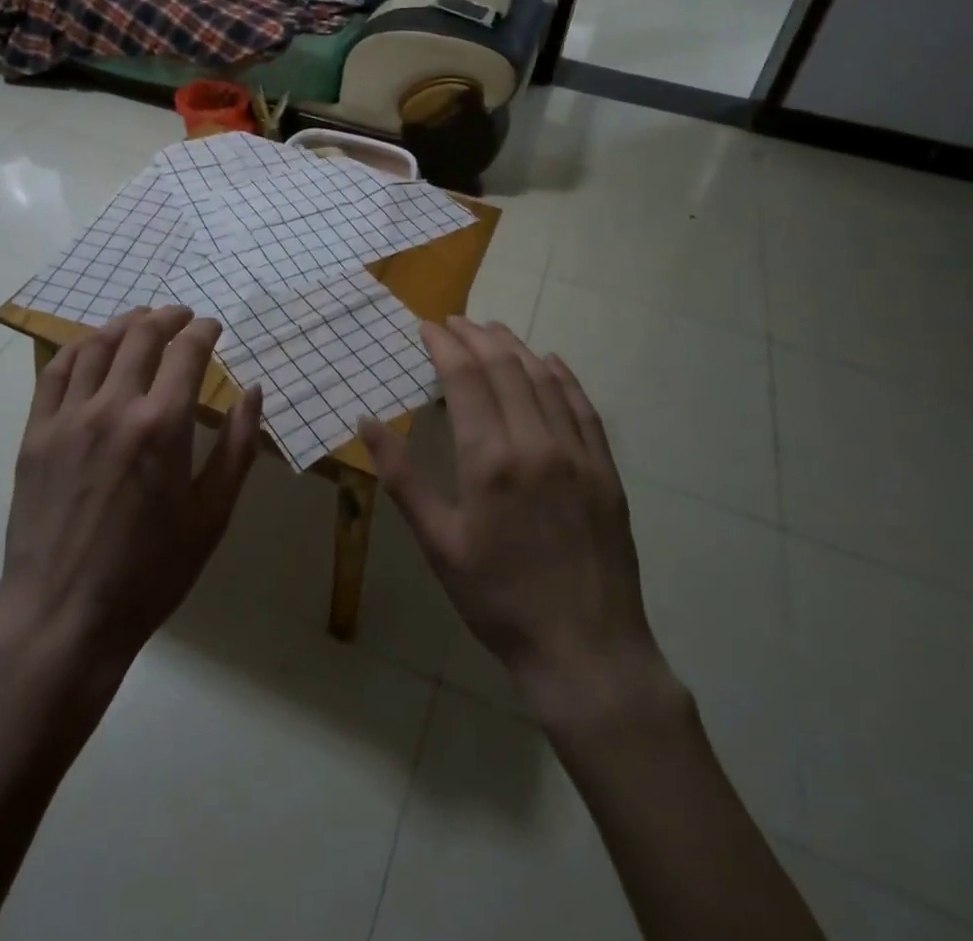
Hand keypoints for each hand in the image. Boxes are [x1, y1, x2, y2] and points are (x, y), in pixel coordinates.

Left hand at [0, 307, 263, 683]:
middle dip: (167, 316)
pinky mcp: (35, 435)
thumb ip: (238, 447)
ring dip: (125, 323)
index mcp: (162, 426)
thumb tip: (254, 392)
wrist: (64, 618)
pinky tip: (92, 347)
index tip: (212, 327)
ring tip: (142, 320)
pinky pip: (55, 372)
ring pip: (97, 345)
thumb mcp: (211, 515)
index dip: (203, 330)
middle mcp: (113, 408)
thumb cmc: (150, 572)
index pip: (187, 352)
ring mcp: (67, 418)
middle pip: (141, 335)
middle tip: (182, 315)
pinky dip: (79, 348)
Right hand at [360, 318, 668, 727]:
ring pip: (544, 379)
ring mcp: (578, 453)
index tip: (427, 326)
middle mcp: (536, 442)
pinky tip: (550, 362)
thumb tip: (367, 421)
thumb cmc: (498, 599)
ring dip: (515, 347)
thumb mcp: (439, 544)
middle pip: (505, 367)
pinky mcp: (605, 470)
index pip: (465, 377)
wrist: (586, 650)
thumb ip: (403, 477)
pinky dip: (562, 376)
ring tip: (492, 331)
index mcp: (490, 459)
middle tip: (454, 321)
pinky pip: (583, 406)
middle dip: (476, 336)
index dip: (444, 345)